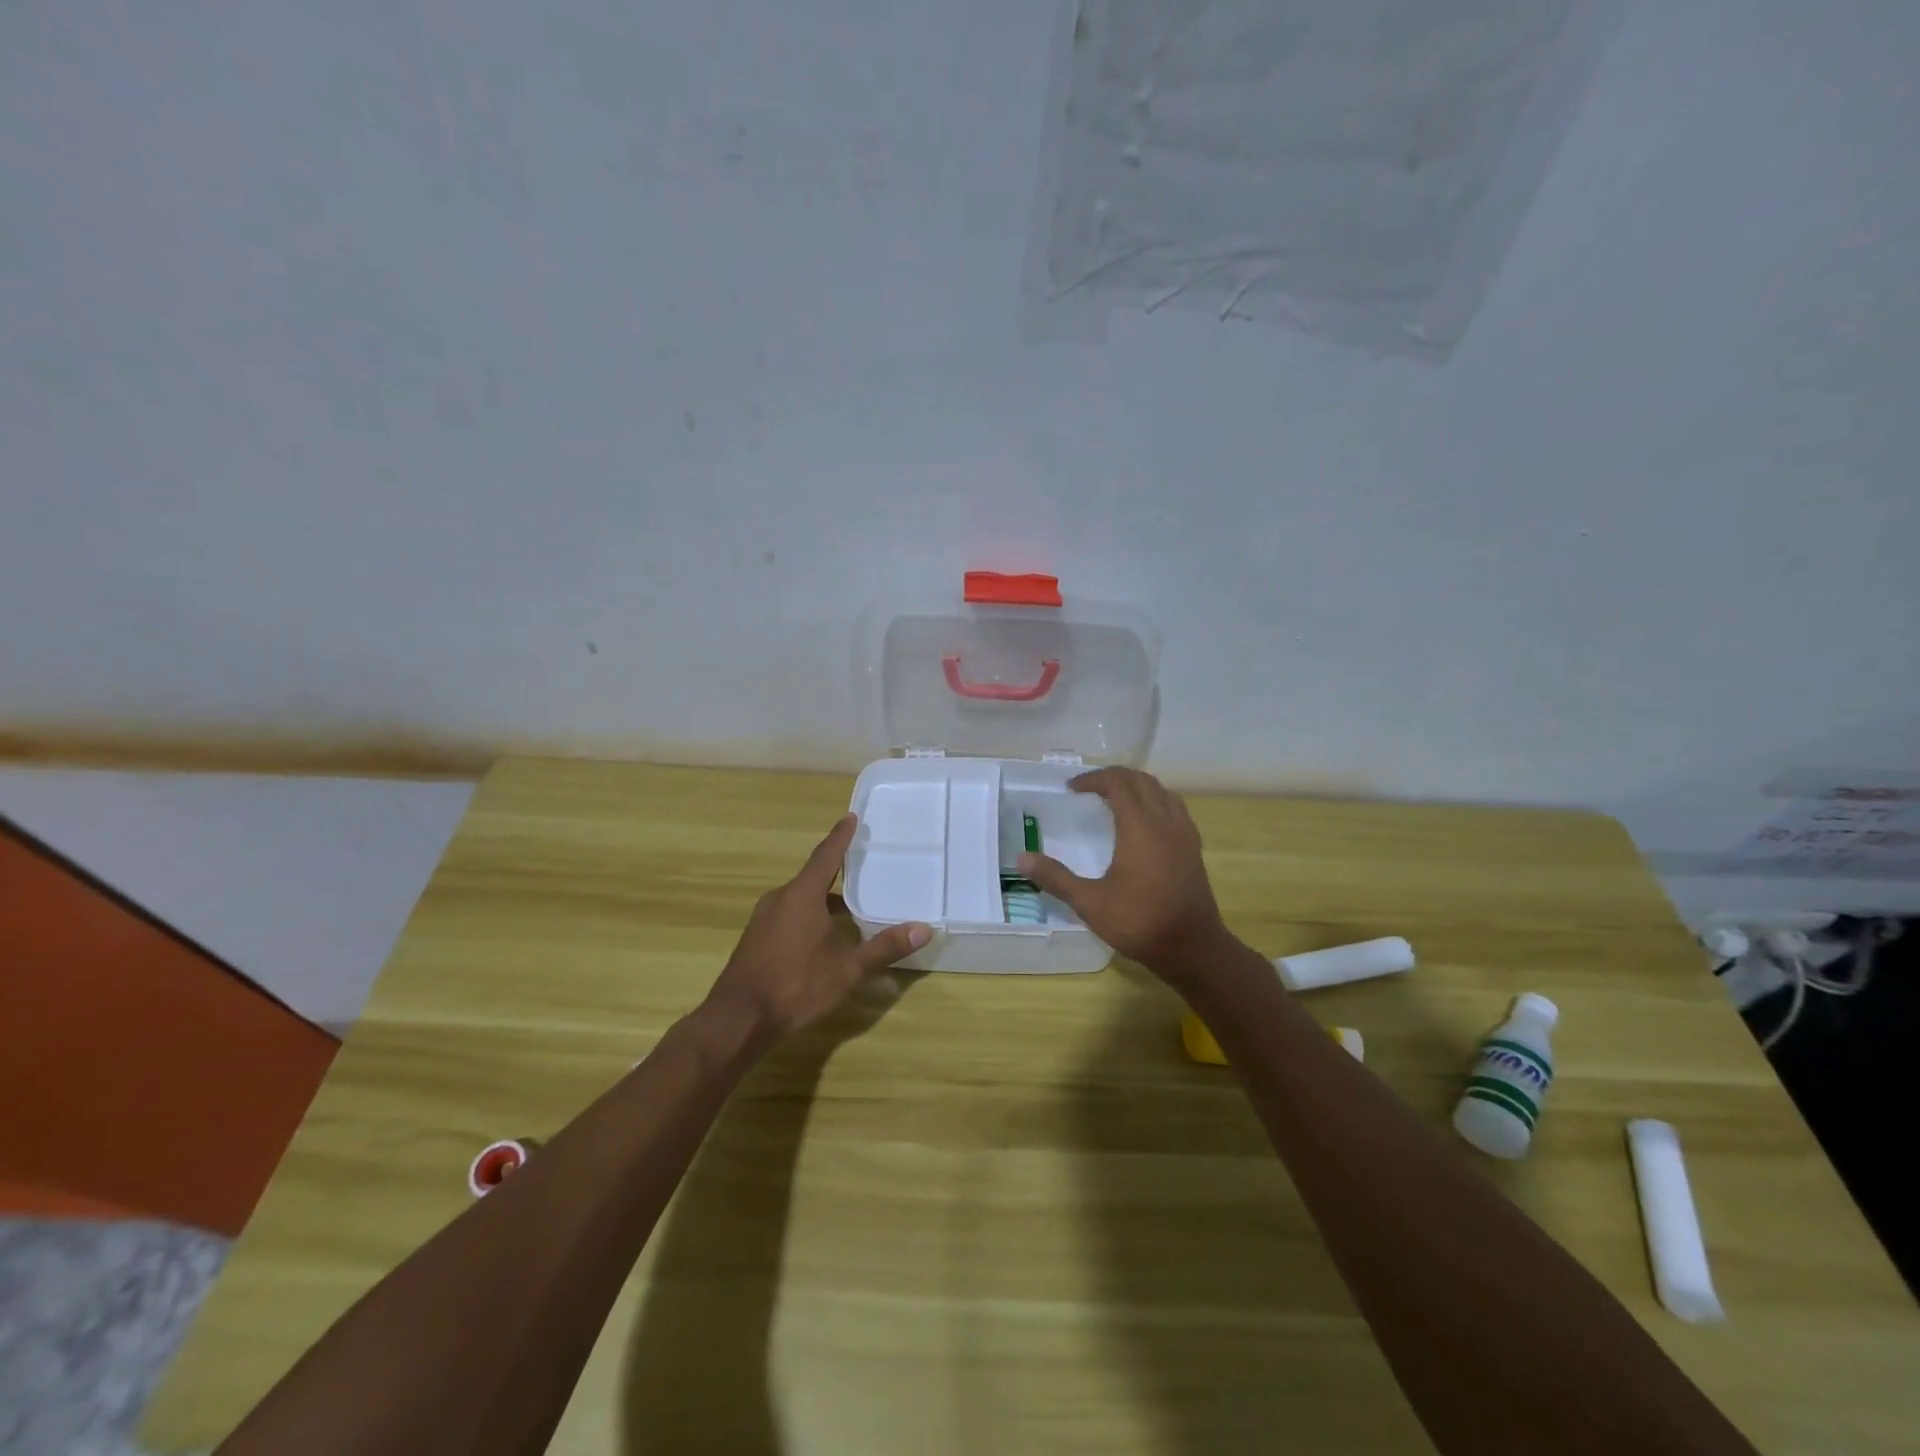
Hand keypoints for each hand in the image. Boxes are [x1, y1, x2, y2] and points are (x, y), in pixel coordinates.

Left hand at [703, 814, 930, 1041]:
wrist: (738, 1019)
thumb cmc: (796, 985)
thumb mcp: (847, 969)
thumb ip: (884, 947)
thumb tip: (924, 928)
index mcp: (802, 895)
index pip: (826, 856)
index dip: (840, 837)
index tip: (850, 817)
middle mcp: (780, 898)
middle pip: (812, 877)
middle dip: (836, 871)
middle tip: (861, 865)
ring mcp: (763, 919)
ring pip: (799, 898)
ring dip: (822, 898)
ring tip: (848, 905)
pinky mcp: (755, 939)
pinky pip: (787, 914)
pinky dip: (807, 915)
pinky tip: (821, 935)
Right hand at [1017, 767, 1235, 984]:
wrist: (1193, 948)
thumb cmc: (1140, 922)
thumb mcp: (1090, 903)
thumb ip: (1056, 878)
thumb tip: (1022, 858)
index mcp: (1140, 827)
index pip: (1118, 784)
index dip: (1094, 779)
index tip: (1072, 788)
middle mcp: (1165, 822)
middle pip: (1142, 781)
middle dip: (1115, 777)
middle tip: (1090, 788)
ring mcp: (1184, 834)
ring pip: (1162, 791)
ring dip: (1138, 786)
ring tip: (1117, 799)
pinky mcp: (1193, 848)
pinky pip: (1175, 808)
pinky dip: (1156, 801)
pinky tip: (1146, 822)